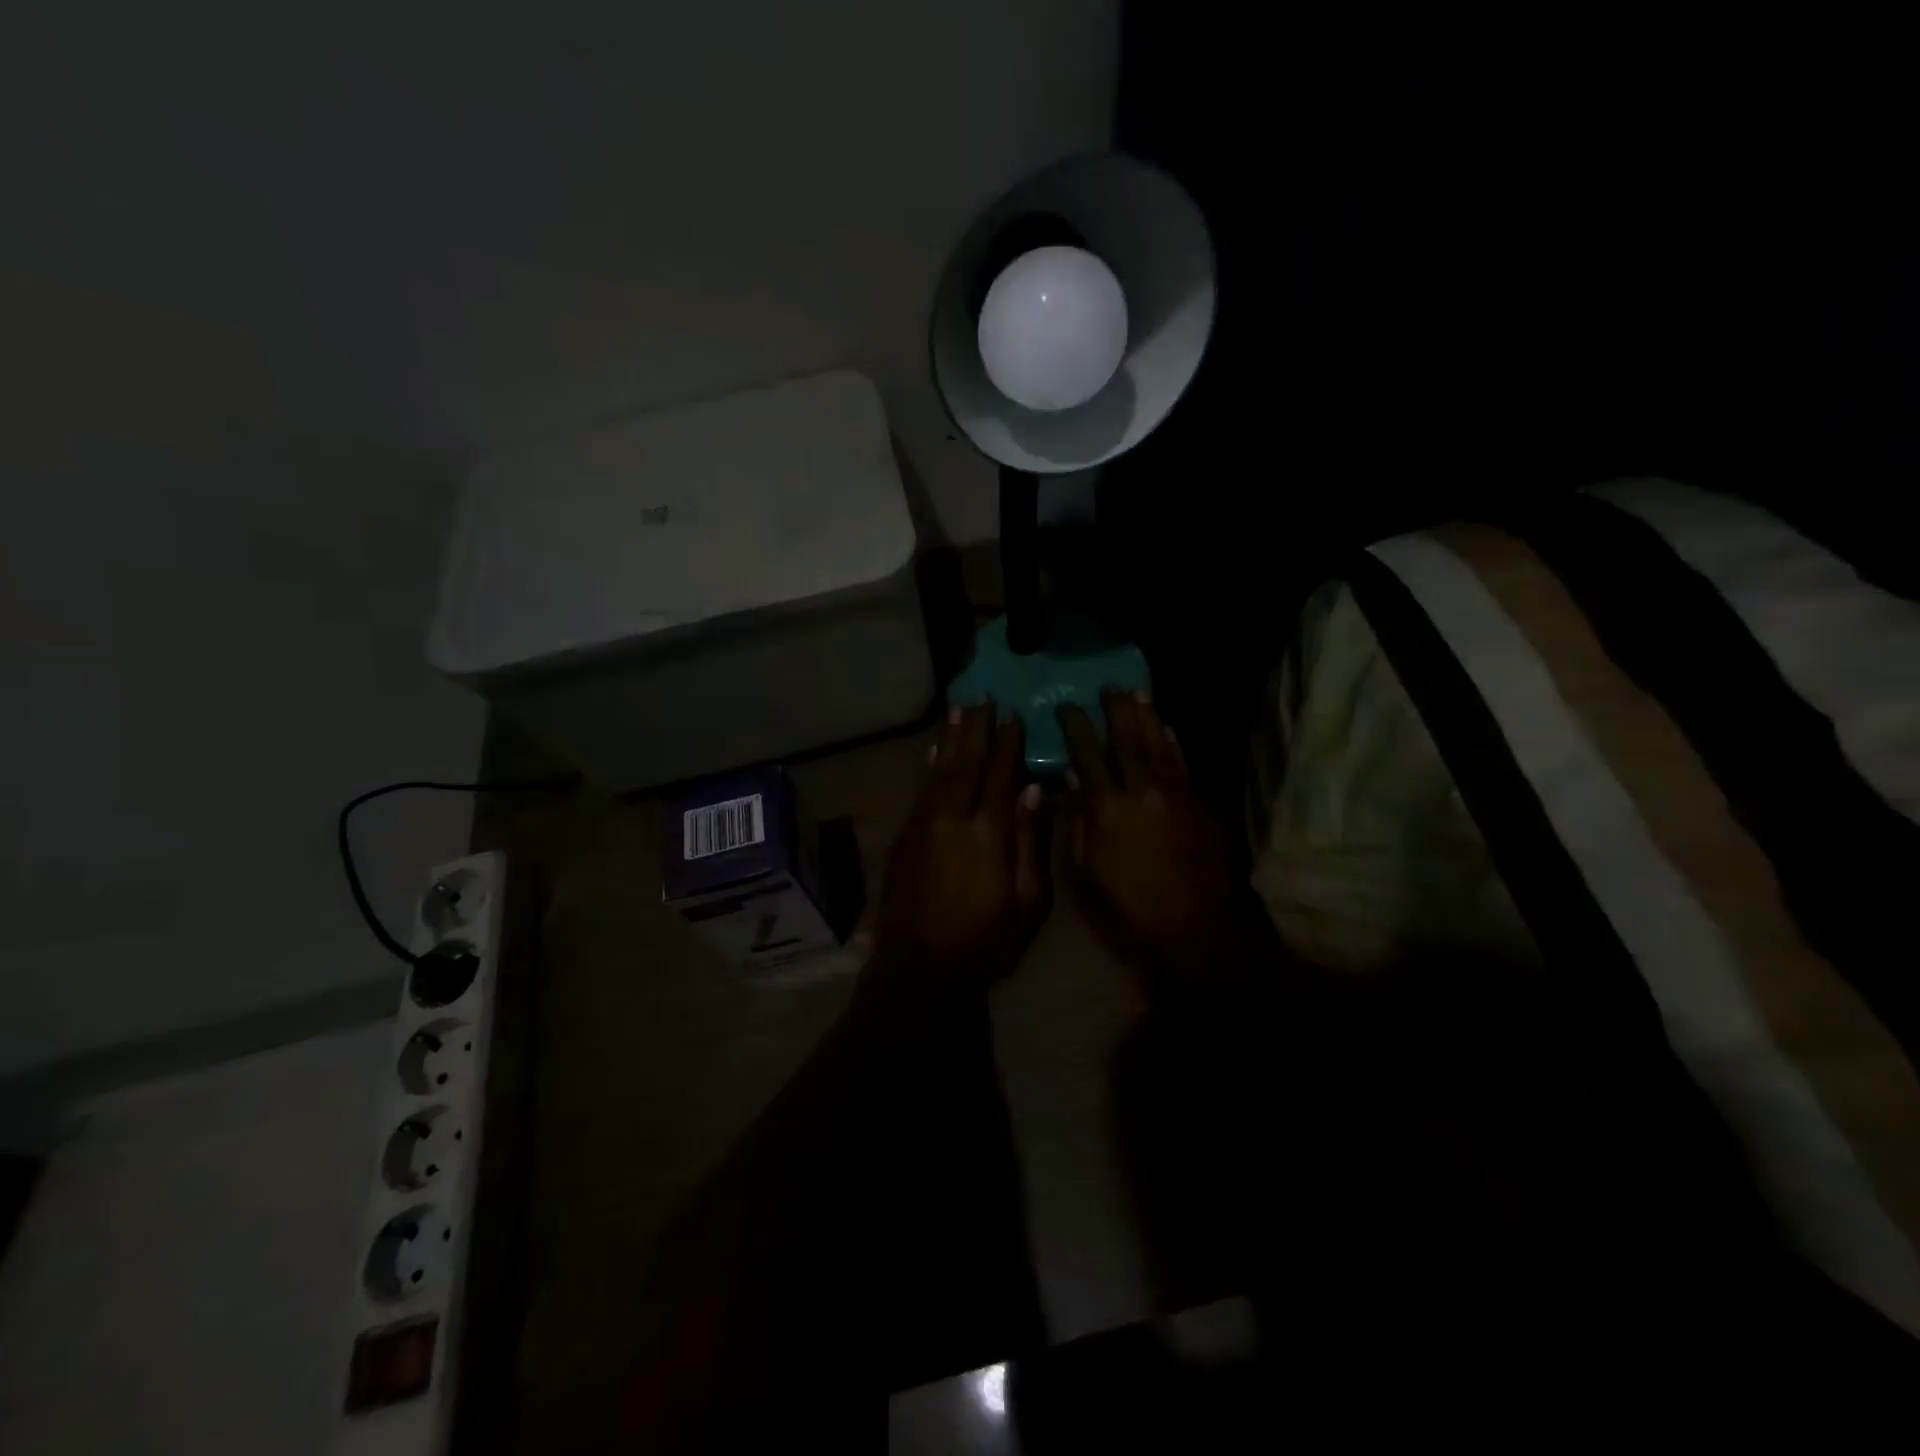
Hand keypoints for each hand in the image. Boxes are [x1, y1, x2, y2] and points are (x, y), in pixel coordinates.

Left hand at [872, 703, 1050, 986]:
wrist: (920, 965)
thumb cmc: (984, 939)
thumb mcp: (1026, 900)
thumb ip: (1030, 841)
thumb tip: (1035, 791)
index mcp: (988, 831)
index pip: (1000, 775)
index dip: (1008, 744)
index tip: (1015, 716)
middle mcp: (953, 817)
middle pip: (967, 763)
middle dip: (976, 730)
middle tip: (983, 699)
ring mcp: (924, 824)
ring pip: (939, 770)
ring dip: (950, 738)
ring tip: (958, 710)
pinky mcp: (905, 835)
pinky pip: (919, 790)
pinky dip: (927, 766)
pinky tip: (932, 751)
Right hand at [1059, 690, 1254, 982]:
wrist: (1199, 930)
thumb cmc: (1131, 910)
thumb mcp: (1087, 873)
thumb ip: (1077, 822)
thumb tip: (1070, 781)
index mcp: (1108, 809)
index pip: (1087, 755)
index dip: (1075, 727)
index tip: (1066, 706)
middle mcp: (1142, 790)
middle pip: (1126, 739)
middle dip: (1115, 710)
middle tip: (1108, 687)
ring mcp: (1176, 794)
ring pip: (1159, 744)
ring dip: (1147, 717)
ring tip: (1137, 693)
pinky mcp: (1201, 805)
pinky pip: (1183, 764)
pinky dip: (1173, 744)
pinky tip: (1167, 730)